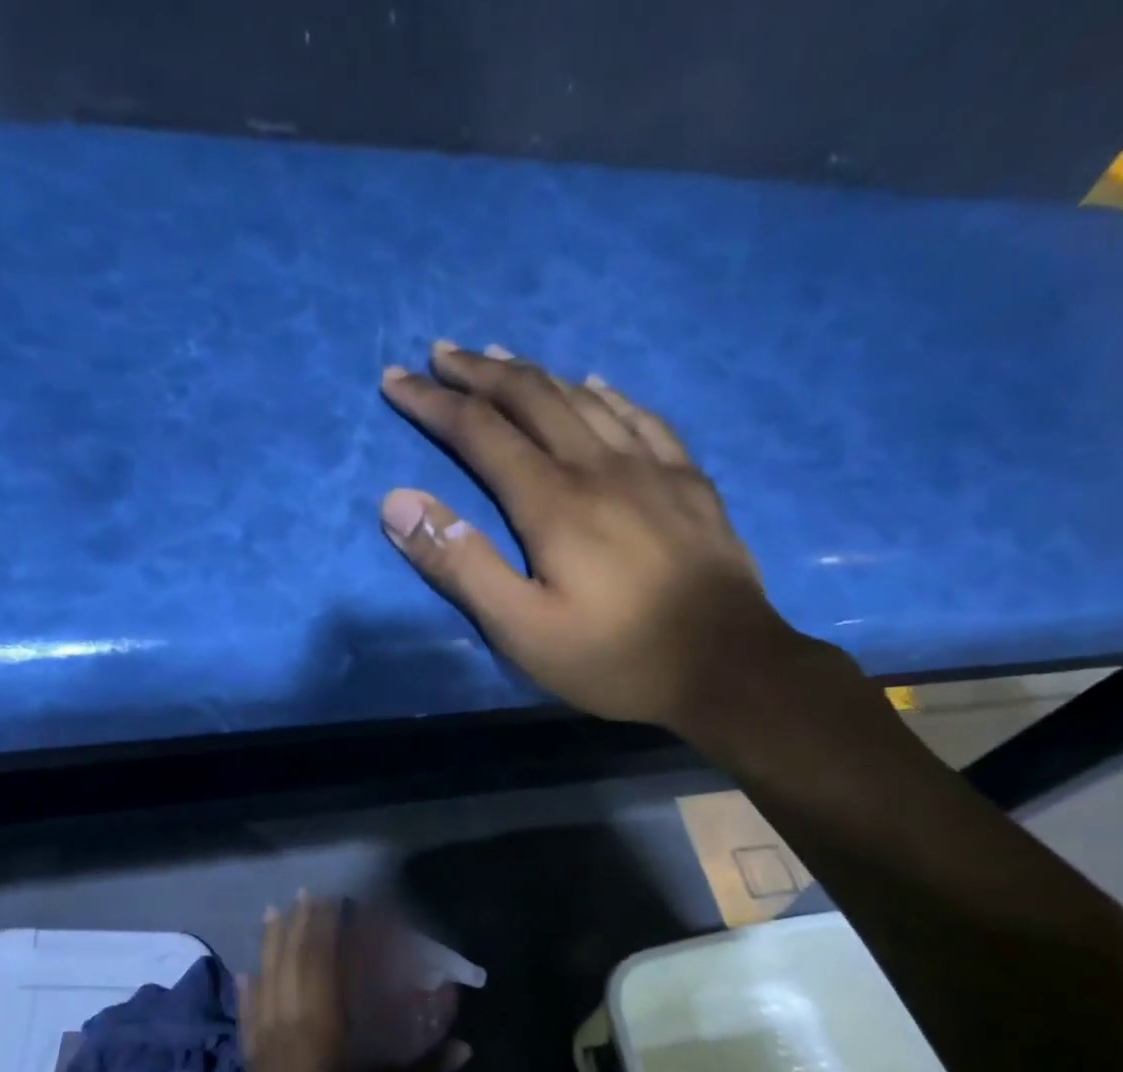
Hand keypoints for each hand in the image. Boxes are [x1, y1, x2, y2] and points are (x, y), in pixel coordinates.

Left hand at [234, 895, 466, 1071]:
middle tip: (305, 894)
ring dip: (270, 942)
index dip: (326, 930)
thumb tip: (465, 1048)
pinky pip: (247, 1011)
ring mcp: (264, 1035)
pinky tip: (244, 971)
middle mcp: (289, 1018)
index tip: (333, 903)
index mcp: (321, 1023)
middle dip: (298, 924)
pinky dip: (246, 987)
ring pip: (266, 977)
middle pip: (291, 960)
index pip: (322, 962)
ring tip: (272, 912)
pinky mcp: (250, 1054)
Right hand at [379, 342, 788, 732]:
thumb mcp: (521, 629)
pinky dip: (608, 394)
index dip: (432, 403)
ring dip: (535, 374)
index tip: (395, 380)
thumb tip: (397, 501)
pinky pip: (643, 419)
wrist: (727, 667)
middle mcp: (599, 467)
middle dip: (478, 373)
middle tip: (440, 354)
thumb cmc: (615, 657)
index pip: (479, 431)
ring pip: (584, 399)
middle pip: (532, 397)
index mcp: (553, 501)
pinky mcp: (689, 484)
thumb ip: (460, 564)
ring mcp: (652, 469)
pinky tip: (596, 384)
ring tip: (501, 358)